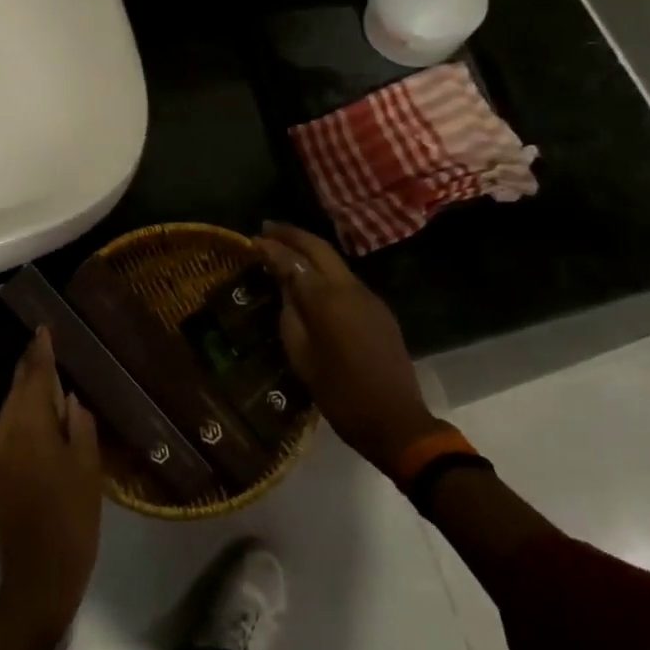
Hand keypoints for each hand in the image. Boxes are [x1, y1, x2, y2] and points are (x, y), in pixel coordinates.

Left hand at [0, 328, 101, 648]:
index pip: (34, 375)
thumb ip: (79, 424)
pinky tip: (43, 418)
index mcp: (27, 426)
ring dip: (30, 394)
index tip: (45, 328)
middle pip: (18, 389)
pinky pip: (9, 429)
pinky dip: (24, 417)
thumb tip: (68, 399)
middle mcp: (1, 431)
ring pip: (12, 409)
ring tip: (53, 381)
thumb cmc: (72, 518)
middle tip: (50, 347)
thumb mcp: (88, 467)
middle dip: (33, 368)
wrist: (38, 577)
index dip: (41, 351)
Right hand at [255, 222, 443, 474]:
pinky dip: (325, 272)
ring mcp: (369, 297)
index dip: (272, 248)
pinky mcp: (380, 309)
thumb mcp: (301, 357)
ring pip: (335, 262)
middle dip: (293, 235)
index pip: (293, 261)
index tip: (253, 239)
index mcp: (327, 300)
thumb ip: (290, 315)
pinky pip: (347, 281)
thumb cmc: (340, 394)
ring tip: (286, 250)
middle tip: (268, 229)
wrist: (395, 421)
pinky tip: (312, 280)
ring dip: (310, 251)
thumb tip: (285, 288)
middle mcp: (350, 288)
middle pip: (319, 248)